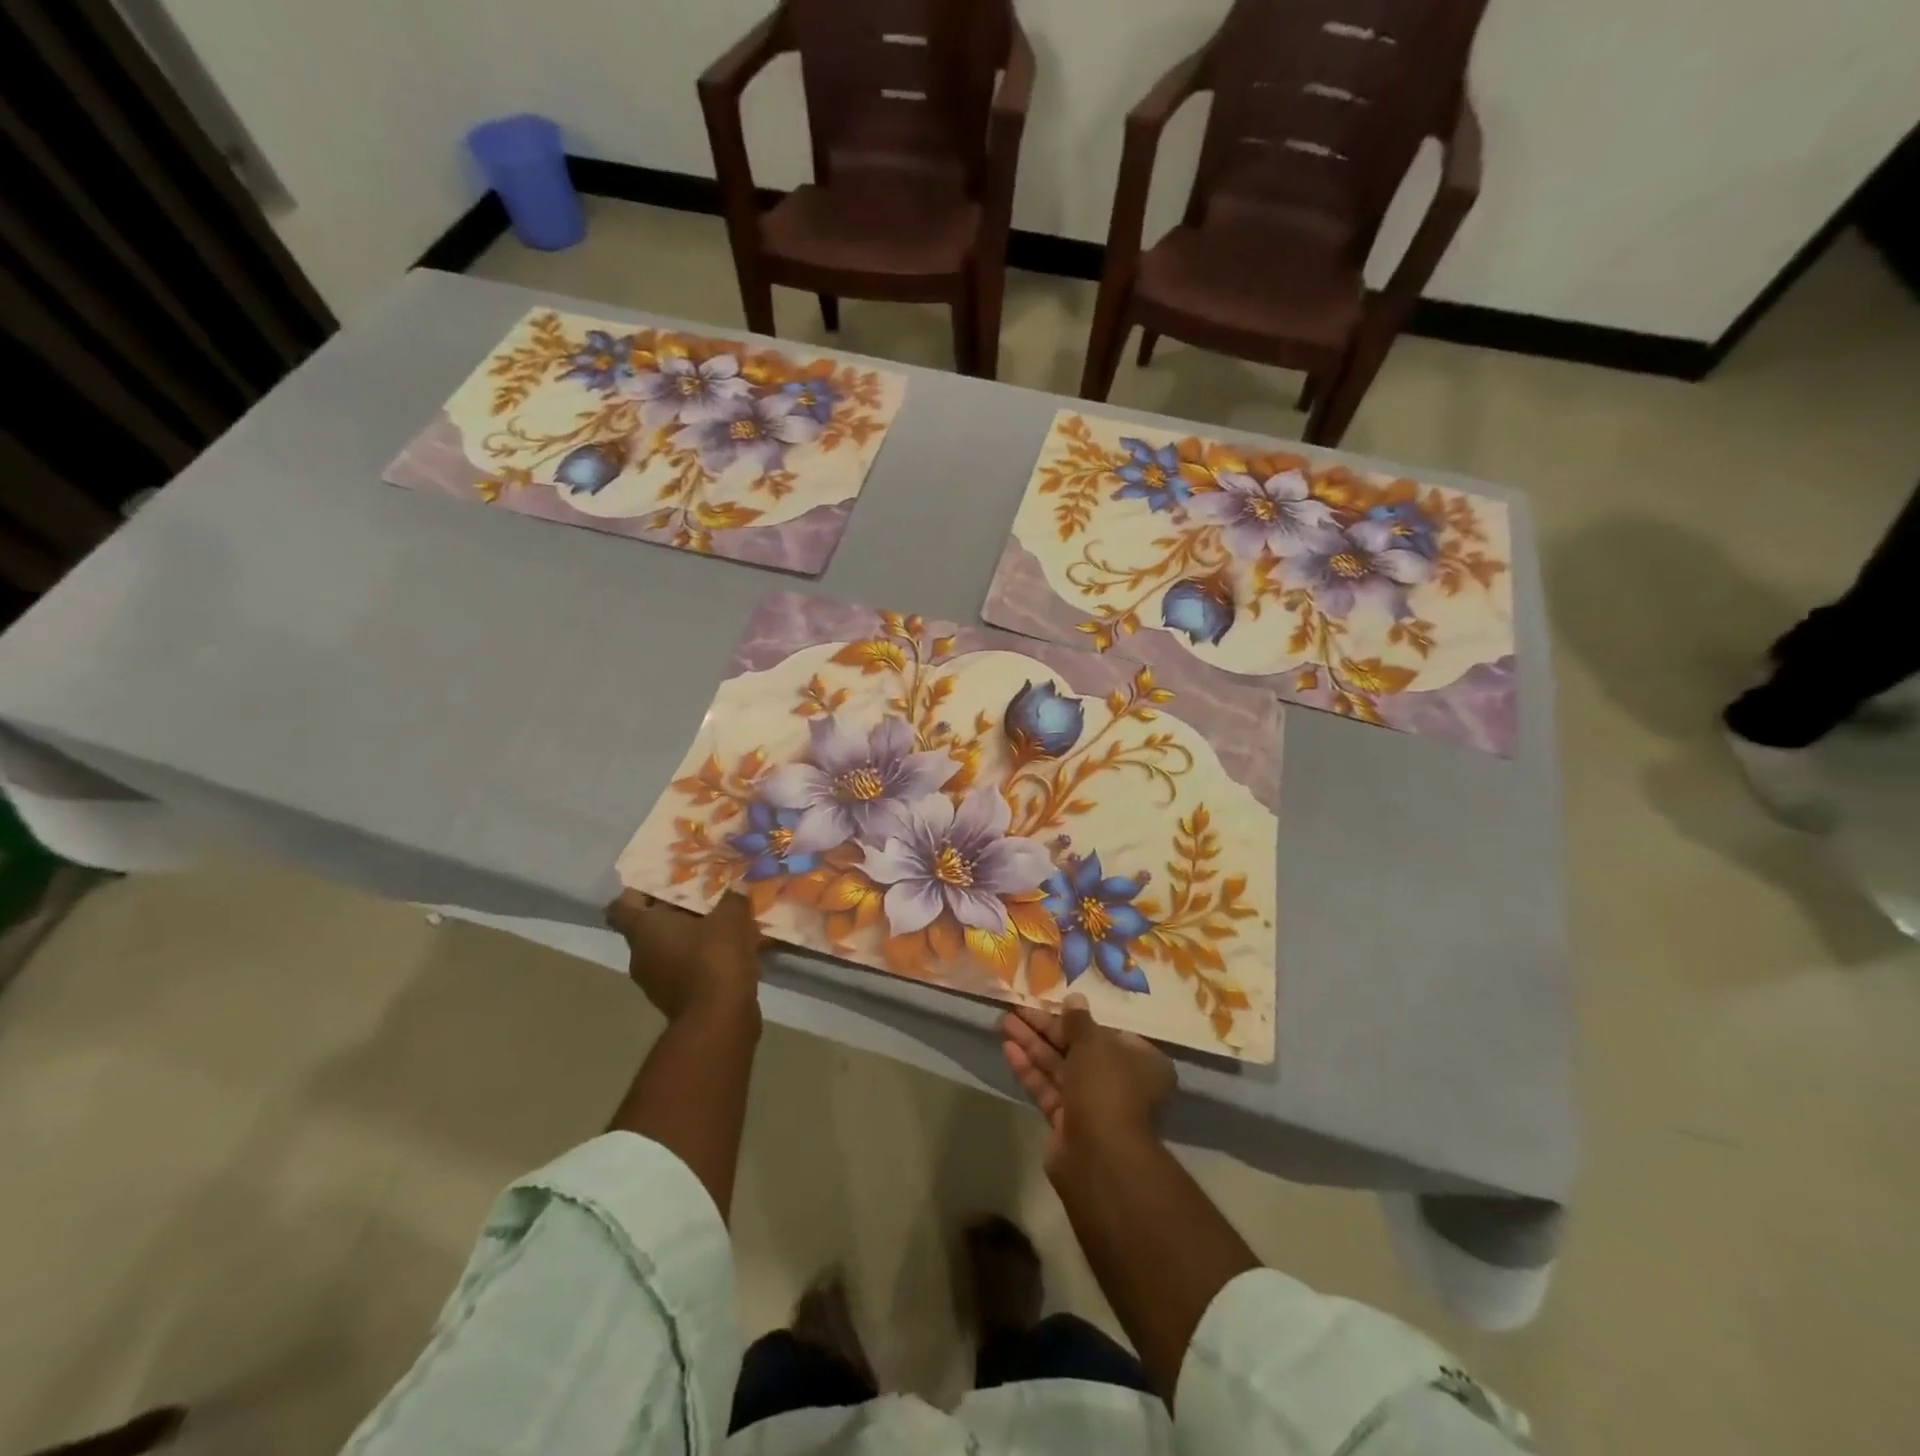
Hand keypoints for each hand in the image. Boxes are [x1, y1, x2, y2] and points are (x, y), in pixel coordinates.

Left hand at [605, 889, 763, 1022]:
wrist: (719, 1020)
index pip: (621, 906)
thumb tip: (738, 886)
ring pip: (668, 948)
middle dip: (674, 911)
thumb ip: (733, 898)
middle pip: (649, 926)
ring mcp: (655, 981)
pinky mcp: (675, 999)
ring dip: (689, 936)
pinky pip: (683, 969)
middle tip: (702, 896)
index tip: (660, 883)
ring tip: (720, 922)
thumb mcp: (731, 918)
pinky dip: (700, 959)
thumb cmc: (715, 959)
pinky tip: (729, 950)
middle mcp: (641, 955)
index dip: (636, 892)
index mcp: (645, 930)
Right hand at [1000, 995, 1174, 1169]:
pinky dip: (1029, 1070)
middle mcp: (1120, 1082)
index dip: (1077, 1018)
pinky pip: (1048, 1089)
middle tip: (1017, 1008)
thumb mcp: (1094, 1043)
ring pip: (1059, 1068)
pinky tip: (1008, 1049)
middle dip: (1046, 1029)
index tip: (1051, 1002)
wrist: (1099, 1157)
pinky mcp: (1068, 1124)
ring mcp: (1093, 1105)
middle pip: (1078, 1048)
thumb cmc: (1106, 1087)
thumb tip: (1075, 999)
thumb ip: (1079, 1021)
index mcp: (1140, 1061)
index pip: (1106, 1032)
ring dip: (1033, 1045)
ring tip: (1005, 1022)